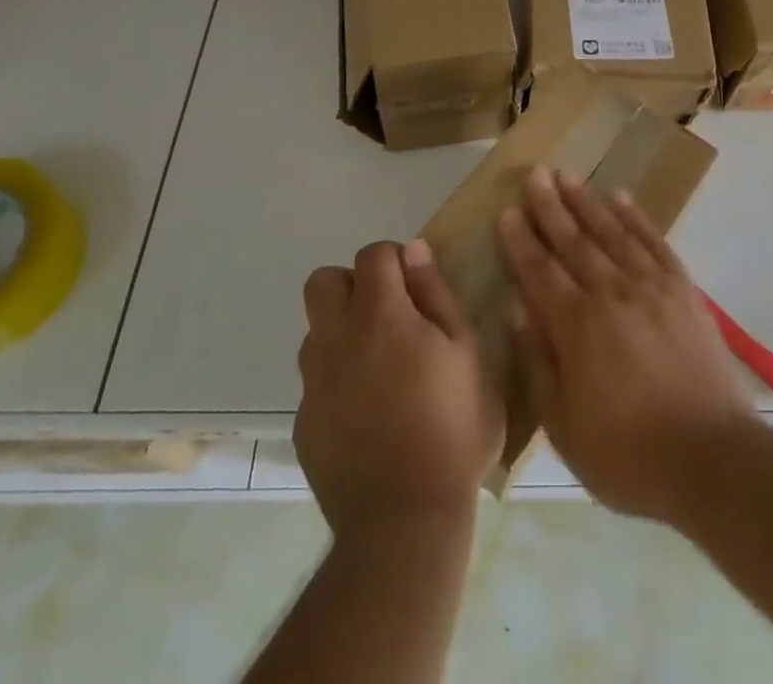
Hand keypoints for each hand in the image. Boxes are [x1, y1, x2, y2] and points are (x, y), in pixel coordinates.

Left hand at [295, 239, 504, 539]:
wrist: (404, 522)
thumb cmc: (453, 429)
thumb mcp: (467, 353)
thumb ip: (436, 294)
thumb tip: (414, 250)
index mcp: (380, 315)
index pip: (373, 255)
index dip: (395, 260)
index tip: (416, 288)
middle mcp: (337, 339)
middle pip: (324, 282)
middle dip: (353, 285)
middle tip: (388, 316)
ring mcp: (314, 383)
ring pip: (315, 332)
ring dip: (342, 333)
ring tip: (379, 368)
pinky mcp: (304, 424)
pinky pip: (315, 383)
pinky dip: (337, 383)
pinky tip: (367, 414)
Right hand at [496, 166, 754, 522]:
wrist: (712, 459)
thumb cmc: (628, 454)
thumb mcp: (564, 426)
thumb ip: (537, 361)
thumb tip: (515, 306)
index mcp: (576, 325)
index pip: (539, 270)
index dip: (521, 240)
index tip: (507, 211)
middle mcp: (610, 293)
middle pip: (573, 241)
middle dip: (550, 207)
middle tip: (535, 175)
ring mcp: (650, 286)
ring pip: (611, 232)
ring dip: (586, 202)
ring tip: (567, 176)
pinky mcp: (682, 290)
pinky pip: (654, 242)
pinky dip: (635, 218)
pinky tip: (620, 198)